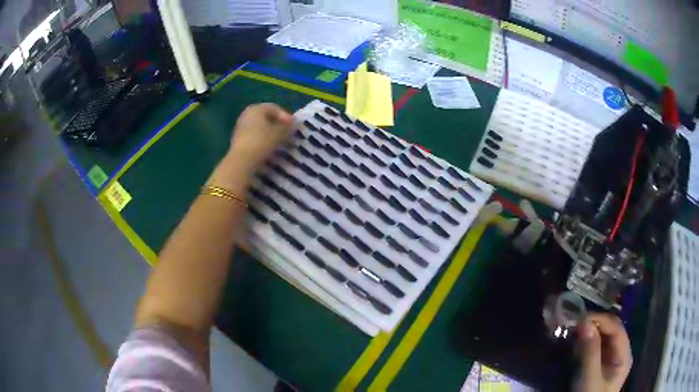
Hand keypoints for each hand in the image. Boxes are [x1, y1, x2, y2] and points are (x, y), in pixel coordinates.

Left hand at [209, 103, 292, 191]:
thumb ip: (287, 127)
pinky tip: (268, 147)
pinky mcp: (237, 139)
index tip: (293, 126)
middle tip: (286, 133)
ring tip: (279, 142)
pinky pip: (253, 135)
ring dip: (269, 132)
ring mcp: (240, 127)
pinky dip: (262, 139)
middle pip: (265, 117)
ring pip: (259, 127)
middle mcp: (246, 114)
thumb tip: (292, 124)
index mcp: (256, 108)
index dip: (285, 116)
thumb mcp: (279, 133)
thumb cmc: (262, 141)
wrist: (242, 160)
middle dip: (277, 124)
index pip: (274, 108)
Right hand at [573, 313, 632, 391]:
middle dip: (595, 325)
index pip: (616, 328)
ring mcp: (611, 359)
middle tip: (575, 325)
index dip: (600, 320)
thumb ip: (590, 353)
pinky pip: (597, 348)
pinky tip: (577, 345)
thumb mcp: (590, 379)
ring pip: (603, 338)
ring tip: (574, 333)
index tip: (580, 319)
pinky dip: (587, 343)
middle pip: (611, 331)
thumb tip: (584, 323)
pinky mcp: (601, 365)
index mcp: (624, 354)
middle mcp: (621, 352)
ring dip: (590, 333)